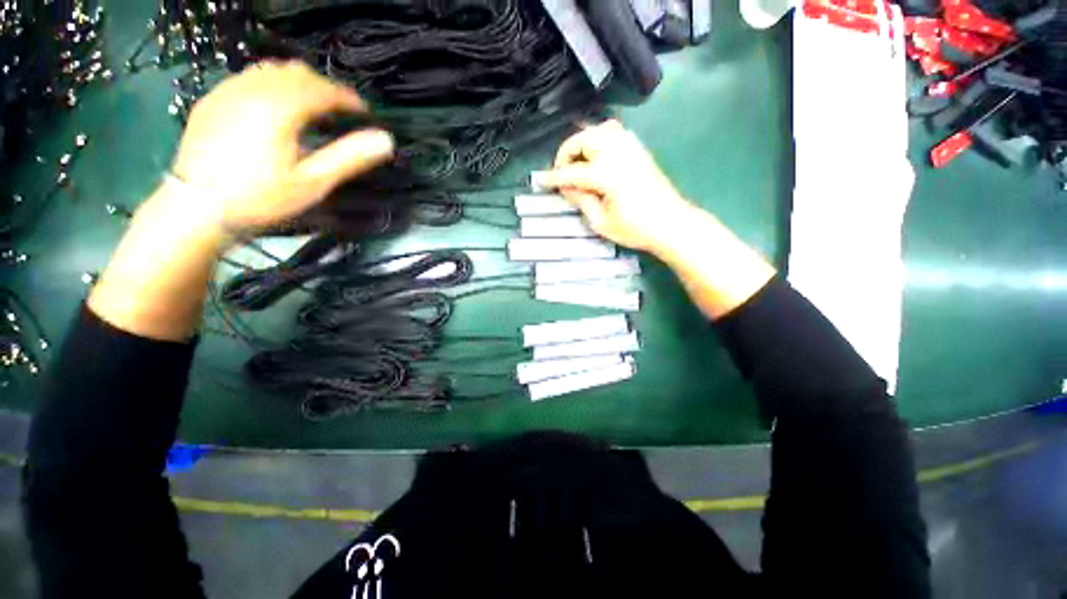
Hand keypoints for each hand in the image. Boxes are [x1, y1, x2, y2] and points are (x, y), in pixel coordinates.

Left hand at [171, 60, 394, 232]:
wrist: (196, 207)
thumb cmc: (261, 198)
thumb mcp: (313, 182)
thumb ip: (349, 157)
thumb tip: (386, 140)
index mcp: (280, 107)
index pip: (323, 89)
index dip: (349, 98)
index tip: (365, 112)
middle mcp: (253, 89)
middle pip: (297, 73)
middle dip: (325, 87)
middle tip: (341, 110)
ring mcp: (228, 91)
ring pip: (271, 71)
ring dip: (298, 83)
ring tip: (312, 106)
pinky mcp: (212, 100)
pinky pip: (248, 78)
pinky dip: (271, 85)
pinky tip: (276, 107)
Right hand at [539, 120, 695, 254]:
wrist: (671, 223)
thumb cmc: (635, 229)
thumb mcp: (601, 222)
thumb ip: (582, 200)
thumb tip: (566, 187)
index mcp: (607, 174)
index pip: (572, 172)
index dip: (554, 177)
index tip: (540, 181)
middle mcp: (618, 153)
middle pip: (584, 139)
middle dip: (566, 152)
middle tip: (561, 172)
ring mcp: (631, 147)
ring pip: (599, 129)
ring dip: (582, 142)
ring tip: (577, 161)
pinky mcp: (639, 149)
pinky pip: (615, 132)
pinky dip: (599, 138)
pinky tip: (596, 155)